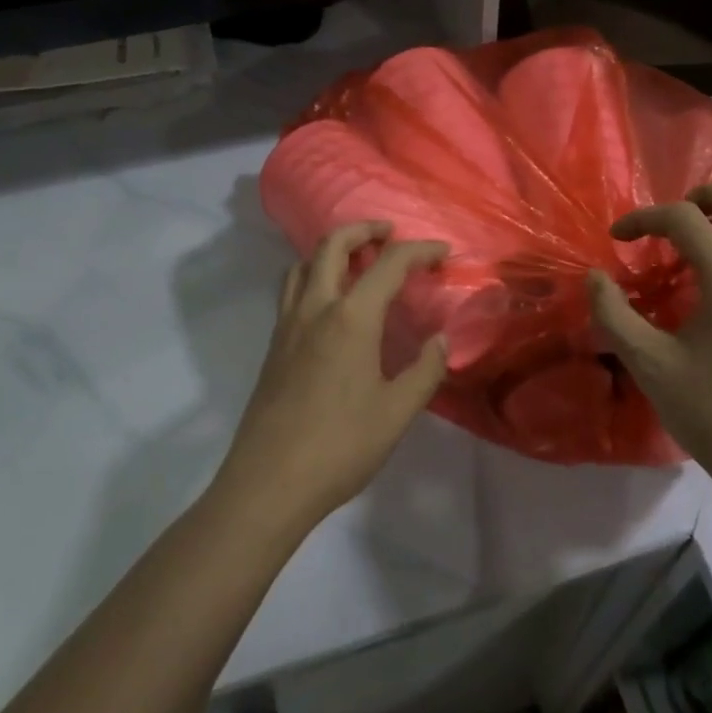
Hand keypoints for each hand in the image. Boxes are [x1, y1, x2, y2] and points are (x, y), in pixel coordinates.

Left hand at [217, 222, 449, 536]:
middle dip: (363, 228)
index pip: (389, 264)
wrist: (268, 483)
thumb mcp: (396, 413)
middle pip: (333, 245)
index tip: (443, 251)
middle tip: (389, 233)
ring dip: (332, 248)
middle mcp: (315, 308)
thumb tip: (441, 340)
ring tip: (357, 260)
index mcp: (351, 318)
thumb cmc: (339, 447)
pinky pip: (292, 289)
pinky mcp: (274, 345)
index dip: (420, 250)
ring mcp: (288, 325)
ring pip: (304, 263)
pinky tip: (329, 302)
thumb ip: (425, 371)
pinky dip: (313, 273)